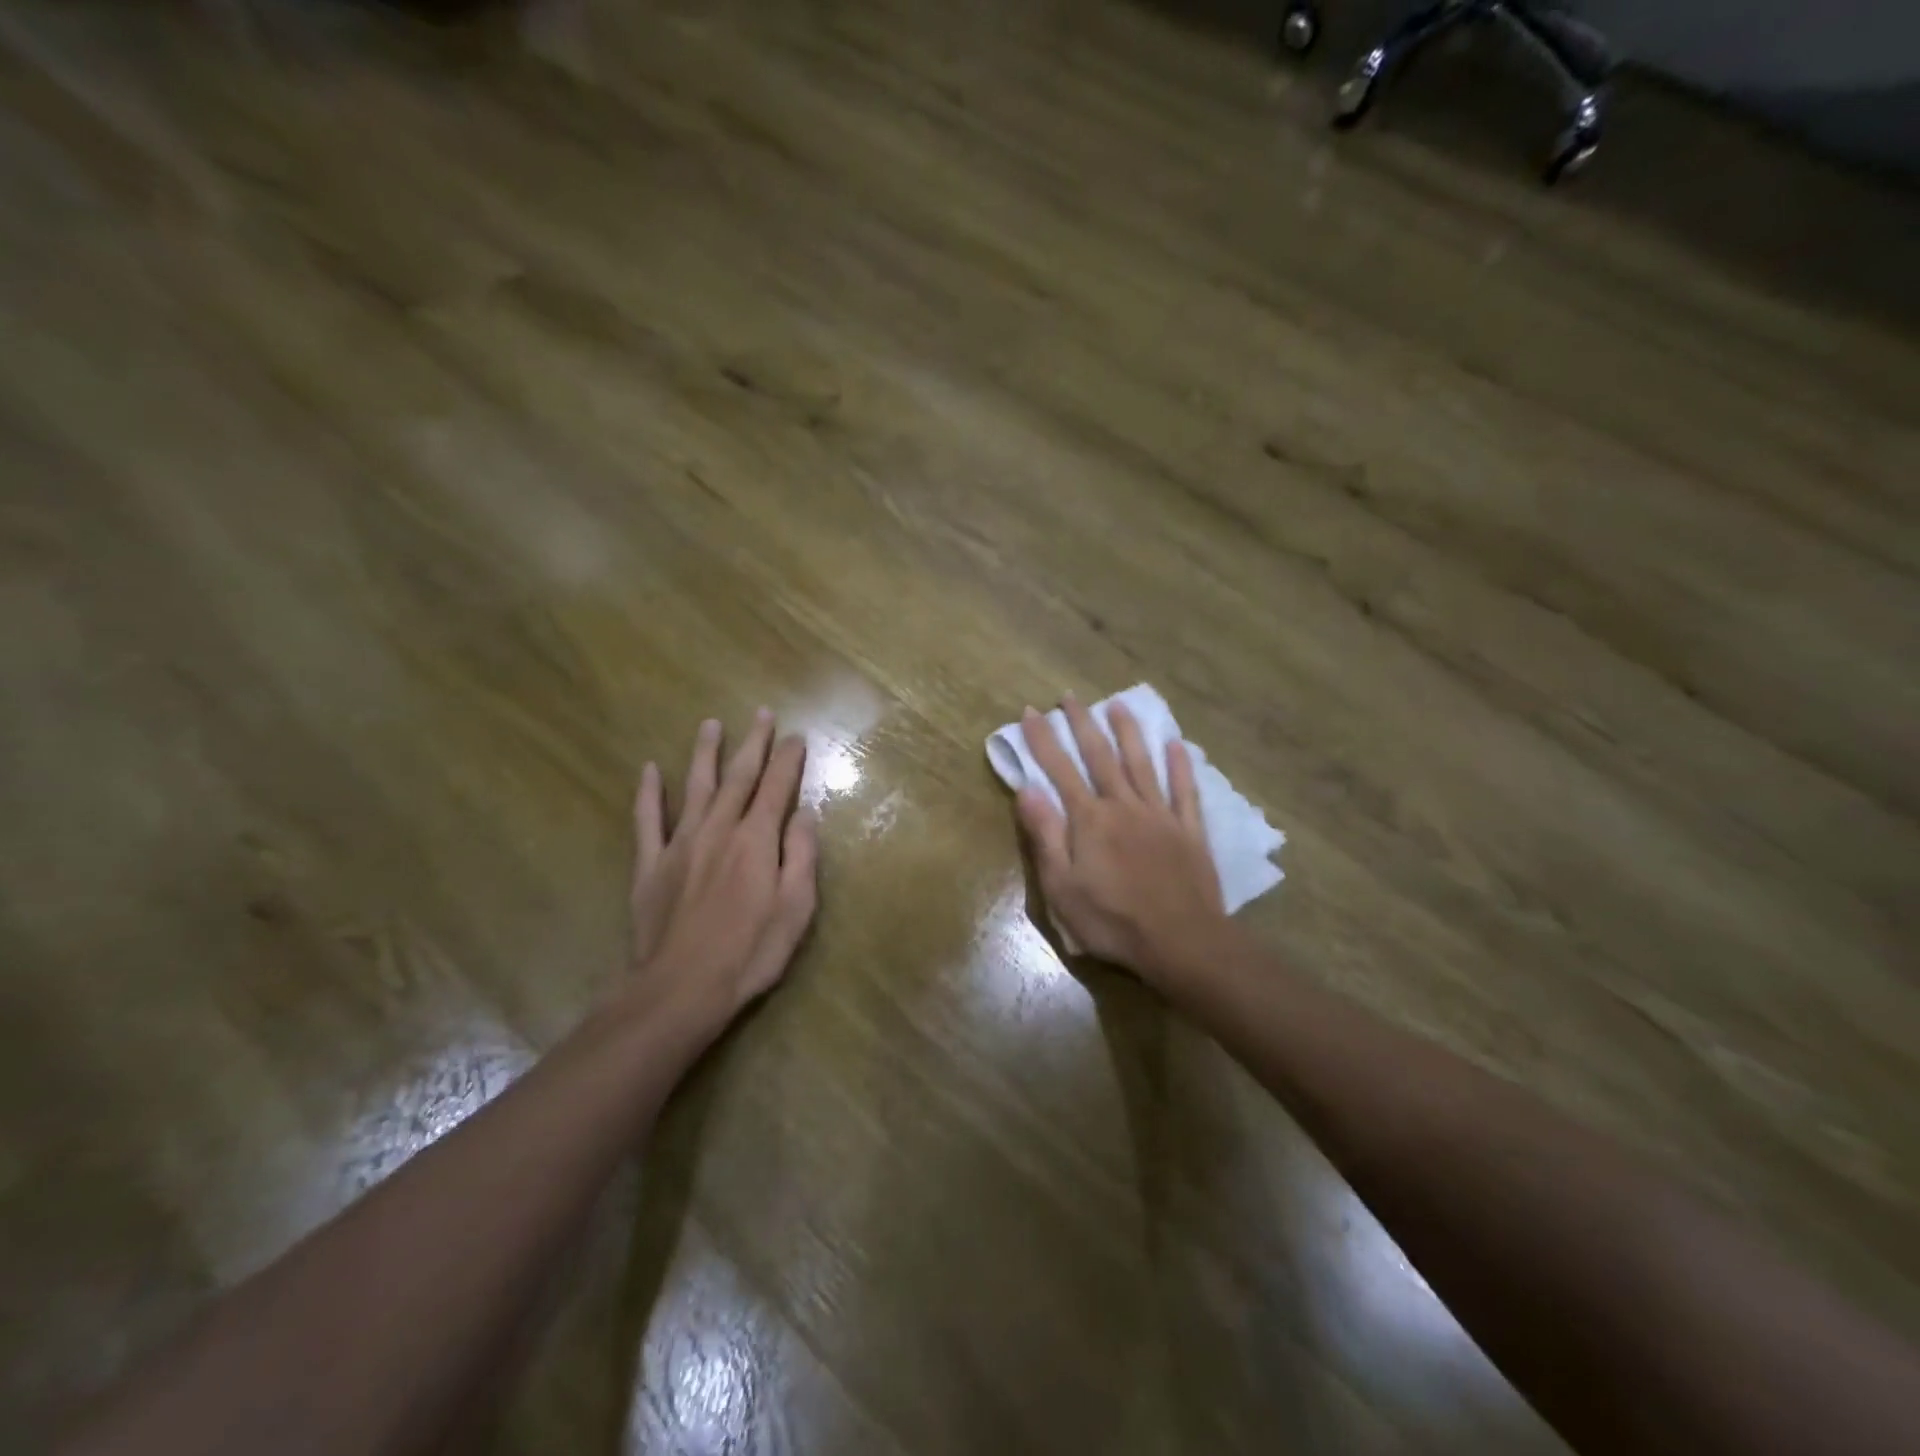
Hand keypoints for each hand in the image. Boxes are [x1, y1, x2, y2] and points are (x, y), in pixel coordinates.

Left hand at [626, 709, 818, 1030]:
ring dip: (705, 753)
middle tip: (762, 714)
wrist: (680, 989)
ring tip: (711, 724)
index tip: (795, 736)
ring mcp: (680, 844)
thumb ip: (801, 856)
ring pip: (695, 787)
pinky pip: (647, 820)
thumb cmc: (749, 953)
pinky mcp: (650, 865)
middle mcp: (718, 829)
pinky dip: (648, 793)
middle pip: (739, 777)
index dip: (787, 760)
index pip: (776, 788)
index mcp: (756, 840)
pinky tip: (649, 770)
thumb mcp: (796, 909)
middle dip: (753, 743)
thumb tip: (805, 814)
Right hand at [1016, 695, 1227, 986]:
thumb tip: (1026, 789)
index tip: (1031, 711)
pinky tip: (1177, 743)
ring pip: (1142, 763)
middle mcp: (1123, 806)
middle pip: (1100, 756)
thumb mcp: (1062, 886)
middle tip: (1070, 696)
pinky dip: (1180, 765)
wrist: (1180, 941)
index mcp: (1090, 820)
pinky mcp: (1189, 830)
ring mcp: (1160, 815)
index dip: (1042, 739)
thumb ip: (1045, 835)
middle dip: (1082, 724)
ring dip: (1128, 732)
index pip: (1059, 770)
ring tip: (1118, 704)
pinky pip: (1184, 790)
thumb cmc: (1112, 920)